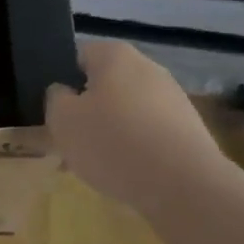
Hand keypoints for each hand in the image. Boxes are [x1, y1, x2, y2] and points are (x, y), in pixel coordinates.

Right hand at [46, 40, 220, 212]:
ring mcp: (173, 98)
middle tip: (70, 142)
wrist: (186, 187)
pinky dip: (135, 149)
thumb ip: (55, 98)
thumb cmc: (114, 143)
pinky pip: (149, 134)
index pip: (77, 57)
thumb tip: (64, 92)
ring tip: (95, 166)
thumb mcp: (63, 120)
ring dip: (109, 133)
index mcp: (115, 55)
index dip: (61, 82)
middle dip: (86, 112)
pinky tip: (125, 175)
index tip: (54, 112)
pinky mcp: (189, 130)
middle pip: (103, 86)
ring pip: (126, 112)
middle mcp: (147, 67)